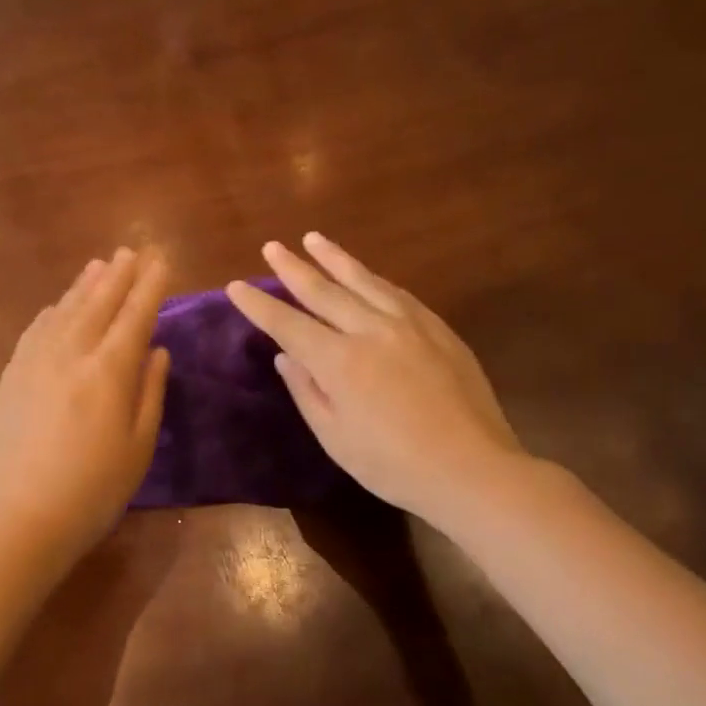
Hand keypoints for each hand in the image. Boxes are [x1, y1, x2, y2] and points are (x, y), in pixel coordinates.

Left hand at [0, 248, 170, 560]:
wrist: (18, 516)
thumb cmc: (93, 490)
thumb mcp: (138, 447)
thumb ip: (150, 392)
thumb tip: (155, 350)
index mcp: (109, 371)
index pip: (135, 316)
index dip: (150, 286)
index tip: (161, 261)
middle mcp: (71, 354)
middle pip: (99, 304)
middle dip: (119, 275)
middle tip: (132, 250)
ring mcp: (34, 362)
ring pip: (65, 311)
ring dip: (85, 285)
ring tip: (100, 264)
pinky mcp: (11, 376)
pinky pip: (35, 330)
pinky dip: (53, 311)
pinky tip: (59, 305)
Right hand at [226, 234, 525, 528]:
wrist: (470, 468)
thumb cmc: (392, 465)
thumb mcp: (335, 437)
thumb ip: (307, 391)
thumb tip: (286, 356)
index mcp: (339, 361)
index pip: (287, 324)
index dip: (259, 304)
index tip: (236, 286)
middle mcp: (370, 331)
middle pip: (323, 291)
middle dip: (293, 268)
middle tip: (271, 246)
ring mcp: (408, 324)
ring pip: (363, 280)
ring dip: (334, 258)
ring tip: (313, 238)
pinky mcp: (437, 329)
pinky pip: (397, 292)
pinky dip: (373, 278)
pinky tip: (365, 273)